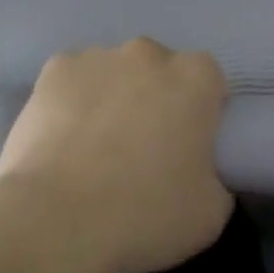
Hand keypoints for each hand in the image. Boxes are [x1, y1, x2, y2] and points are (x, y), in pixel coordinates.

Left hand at [0, 38, 232, 272]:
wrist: (55, 220)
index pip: (209, 83)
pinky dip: (70, 102)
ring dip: (112, 99)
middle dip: (154, 100)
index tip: (187, 149)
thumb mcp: (208, 215)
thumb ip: (217, 180)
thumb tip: (204, 173)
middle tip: (140, 152)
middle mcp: (151, 53)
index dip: (200, 115)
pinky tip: (60, 141)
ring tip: (93, 152)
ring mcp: (101, 55)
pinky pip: (72, 81)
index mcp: (196, 77)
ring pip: (114, 73)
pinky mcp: (57, 68)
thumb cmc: (142, 215)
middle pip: (160, 71)